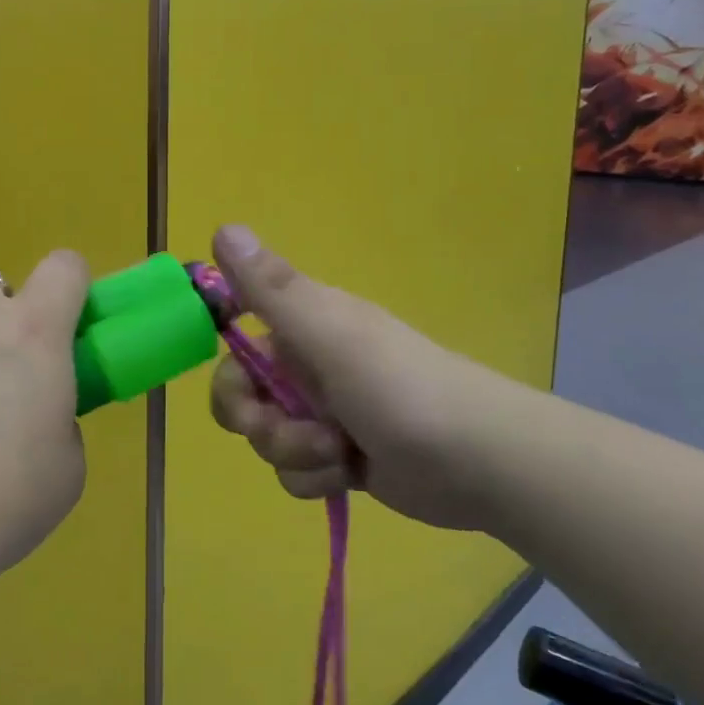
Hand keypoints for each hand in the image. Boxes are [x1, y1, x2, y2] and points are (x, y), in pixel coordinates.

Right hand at [208, 225, 491, 529]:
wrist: (481, 462)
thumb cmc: (401, 388)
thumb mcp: (330, 334)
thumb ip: (272, 288)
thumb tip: (222, 227)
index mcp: (304, 327)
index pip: (236, 342)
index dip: (231, 372)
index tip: (247, 390)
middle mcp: (308, 366)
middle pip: (244, 399)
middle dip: (260, 423)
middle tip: (289, 430)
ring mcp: (324, 414)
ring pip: (269, 439)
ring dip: (295, 453)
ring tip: (340, 453)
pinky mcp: (340, 456)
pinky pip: (297, 471)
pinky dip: (318, 477)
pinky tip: (351, 475)